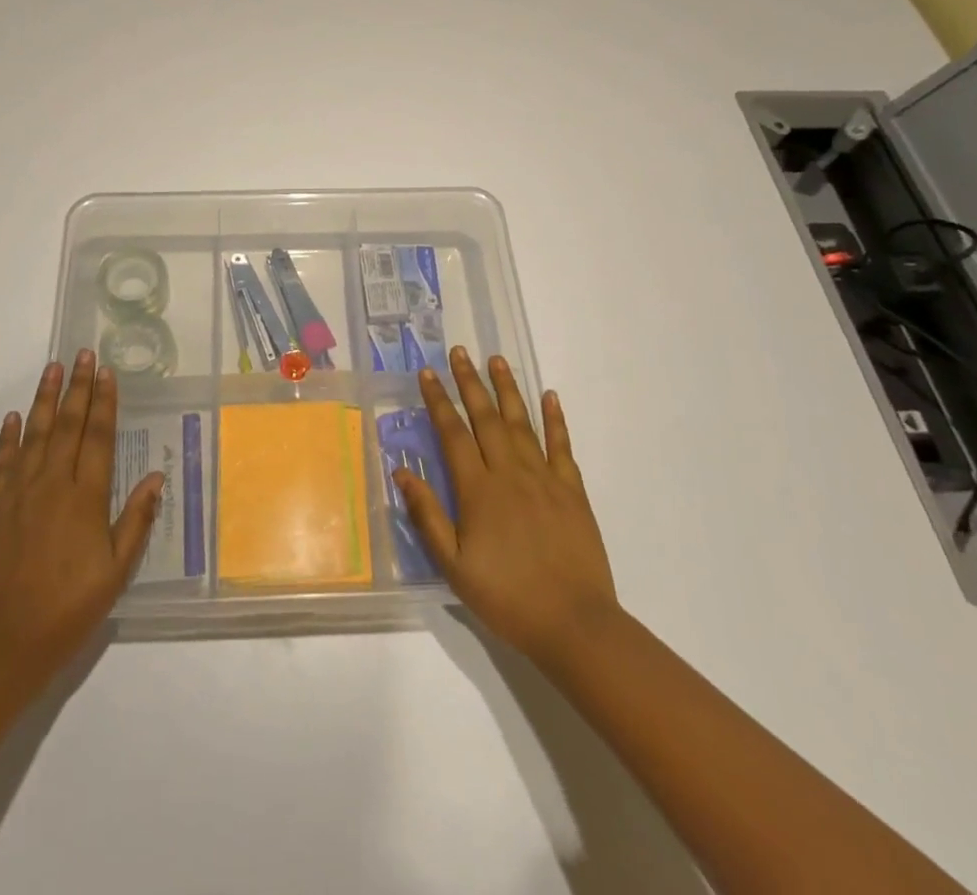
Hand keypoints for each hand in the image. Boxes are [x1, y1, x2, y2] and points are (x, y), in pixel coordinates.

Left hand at [0, 351, 163, 702]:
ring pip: (34, 434)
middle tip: (82, 354)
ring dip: (44, 399)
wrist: (0, 644)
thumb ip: (135, 521)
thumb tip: (156, 478)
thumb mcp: (115, 573)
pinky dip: (8, 437)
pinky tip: (14, 417)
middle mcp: (51, 485)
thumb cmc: (67, 610)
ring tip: (52, 369)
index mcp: (85, 498)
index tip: (107, 372)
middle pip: (67, 425)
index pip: (98, 437)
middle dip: (77, 387)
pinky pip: (2, 462)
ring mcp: (18, 494)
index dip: (104, 402)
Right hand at [394, 347, 619, 667]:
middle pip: (486, 418)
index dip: (439, 401)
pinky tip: (550, 396)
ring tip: (497, 360)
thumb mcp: (454, 566)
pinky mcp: (572, 491)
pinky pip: (562, 446)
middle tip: (459, 352)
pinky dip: (555, 419)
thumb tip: (402, 472)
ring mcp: (544, 478)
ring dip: (507, 389)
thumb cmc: (506, 597)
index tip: (427, 374)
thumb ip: (427, 516)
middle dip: (470, 382)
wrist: (574, 624)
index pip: (453, 433)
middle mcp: (509, 473)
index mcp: (478, 490)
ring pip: (522, 423)